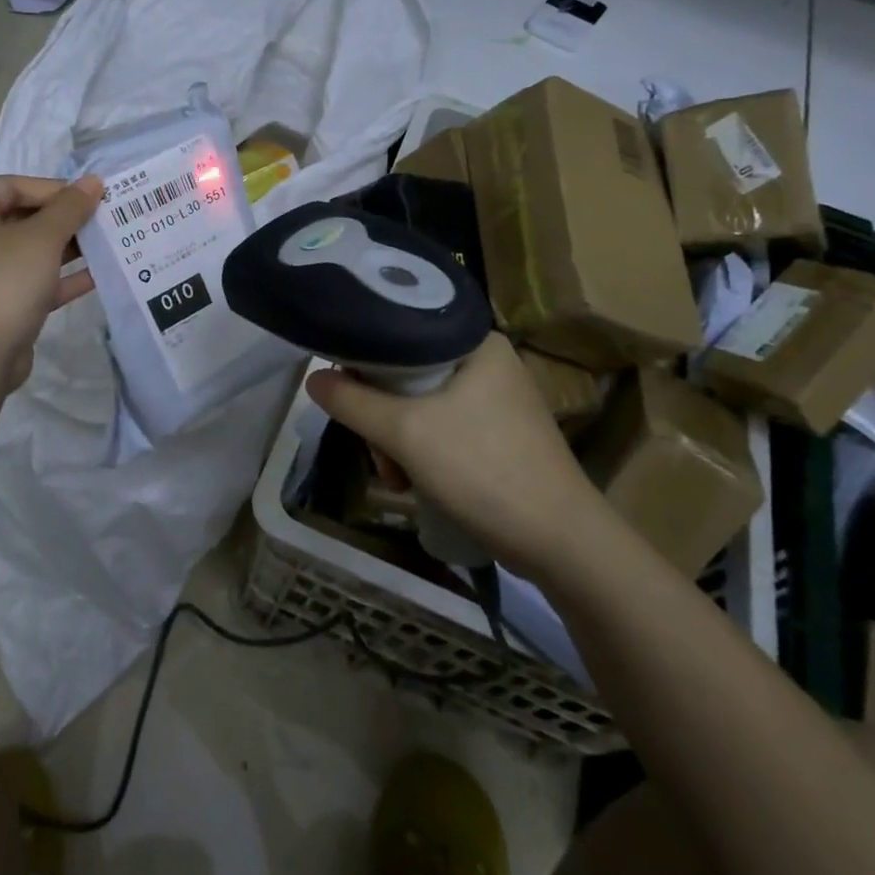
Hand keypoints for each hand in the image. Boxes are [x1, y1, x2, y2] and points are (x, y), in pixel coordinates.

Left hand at [0, 174, 103, 389]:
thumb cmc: (5, 283)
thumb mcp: (42, 238)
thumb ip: (70, 208)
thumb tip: (94, 182)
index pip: (9, 186)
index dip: (50, 187)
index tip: (86, 197)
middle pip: (21, 218)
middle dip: (63, 218)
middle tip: (100, 218)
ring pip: (30, 252)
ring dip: (68, 247)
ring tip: (106, 241)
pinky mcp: (0, 306)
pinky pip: (34, 282)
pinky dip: (62, 277)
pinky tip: (98, 274)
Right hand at [304, 332, 599, 576]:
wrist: (562, 543)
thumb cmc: (484, 471)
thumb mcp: (407, 433)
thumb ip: (353, 402)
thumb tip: (312, 379)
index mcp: (473, 341)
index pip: (399, 332)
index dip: (363, 362)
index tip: (347, 399)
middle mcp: (487, 360)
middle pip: (406, 373)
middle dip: (382, 417)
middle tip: (379, 457)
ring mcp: (497, 398)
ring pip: (421, 404)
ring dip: (398, 441)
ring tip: (397, 480)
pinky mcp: (500, 432)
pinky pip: (442, 425)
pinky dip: (422, 451)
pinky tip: (417, 483)